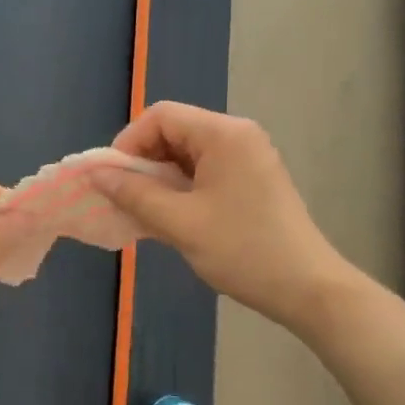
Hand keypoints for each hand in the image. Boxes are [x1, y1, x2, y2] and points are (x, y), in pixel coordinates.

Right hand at [95, 102, 351, 333]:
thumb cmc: (243, 250)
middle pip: (175, 131)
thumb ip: (134, 194)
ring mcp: (249, 157)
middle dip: (143, 162)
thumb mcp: (180, 223)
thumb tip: (96, 174)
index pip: (161, 116)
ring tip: (143, 212)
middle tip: (124, 199)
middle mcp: (237, 135)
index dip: (128, 142)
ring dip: (160, 178)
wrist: (308, 288)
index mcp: (224, 134)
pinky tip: (170, 217)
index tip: (112, 180)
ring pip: (188, 154)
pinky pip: (205, 172)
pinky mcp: (253, 180)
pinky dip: (181, 188)